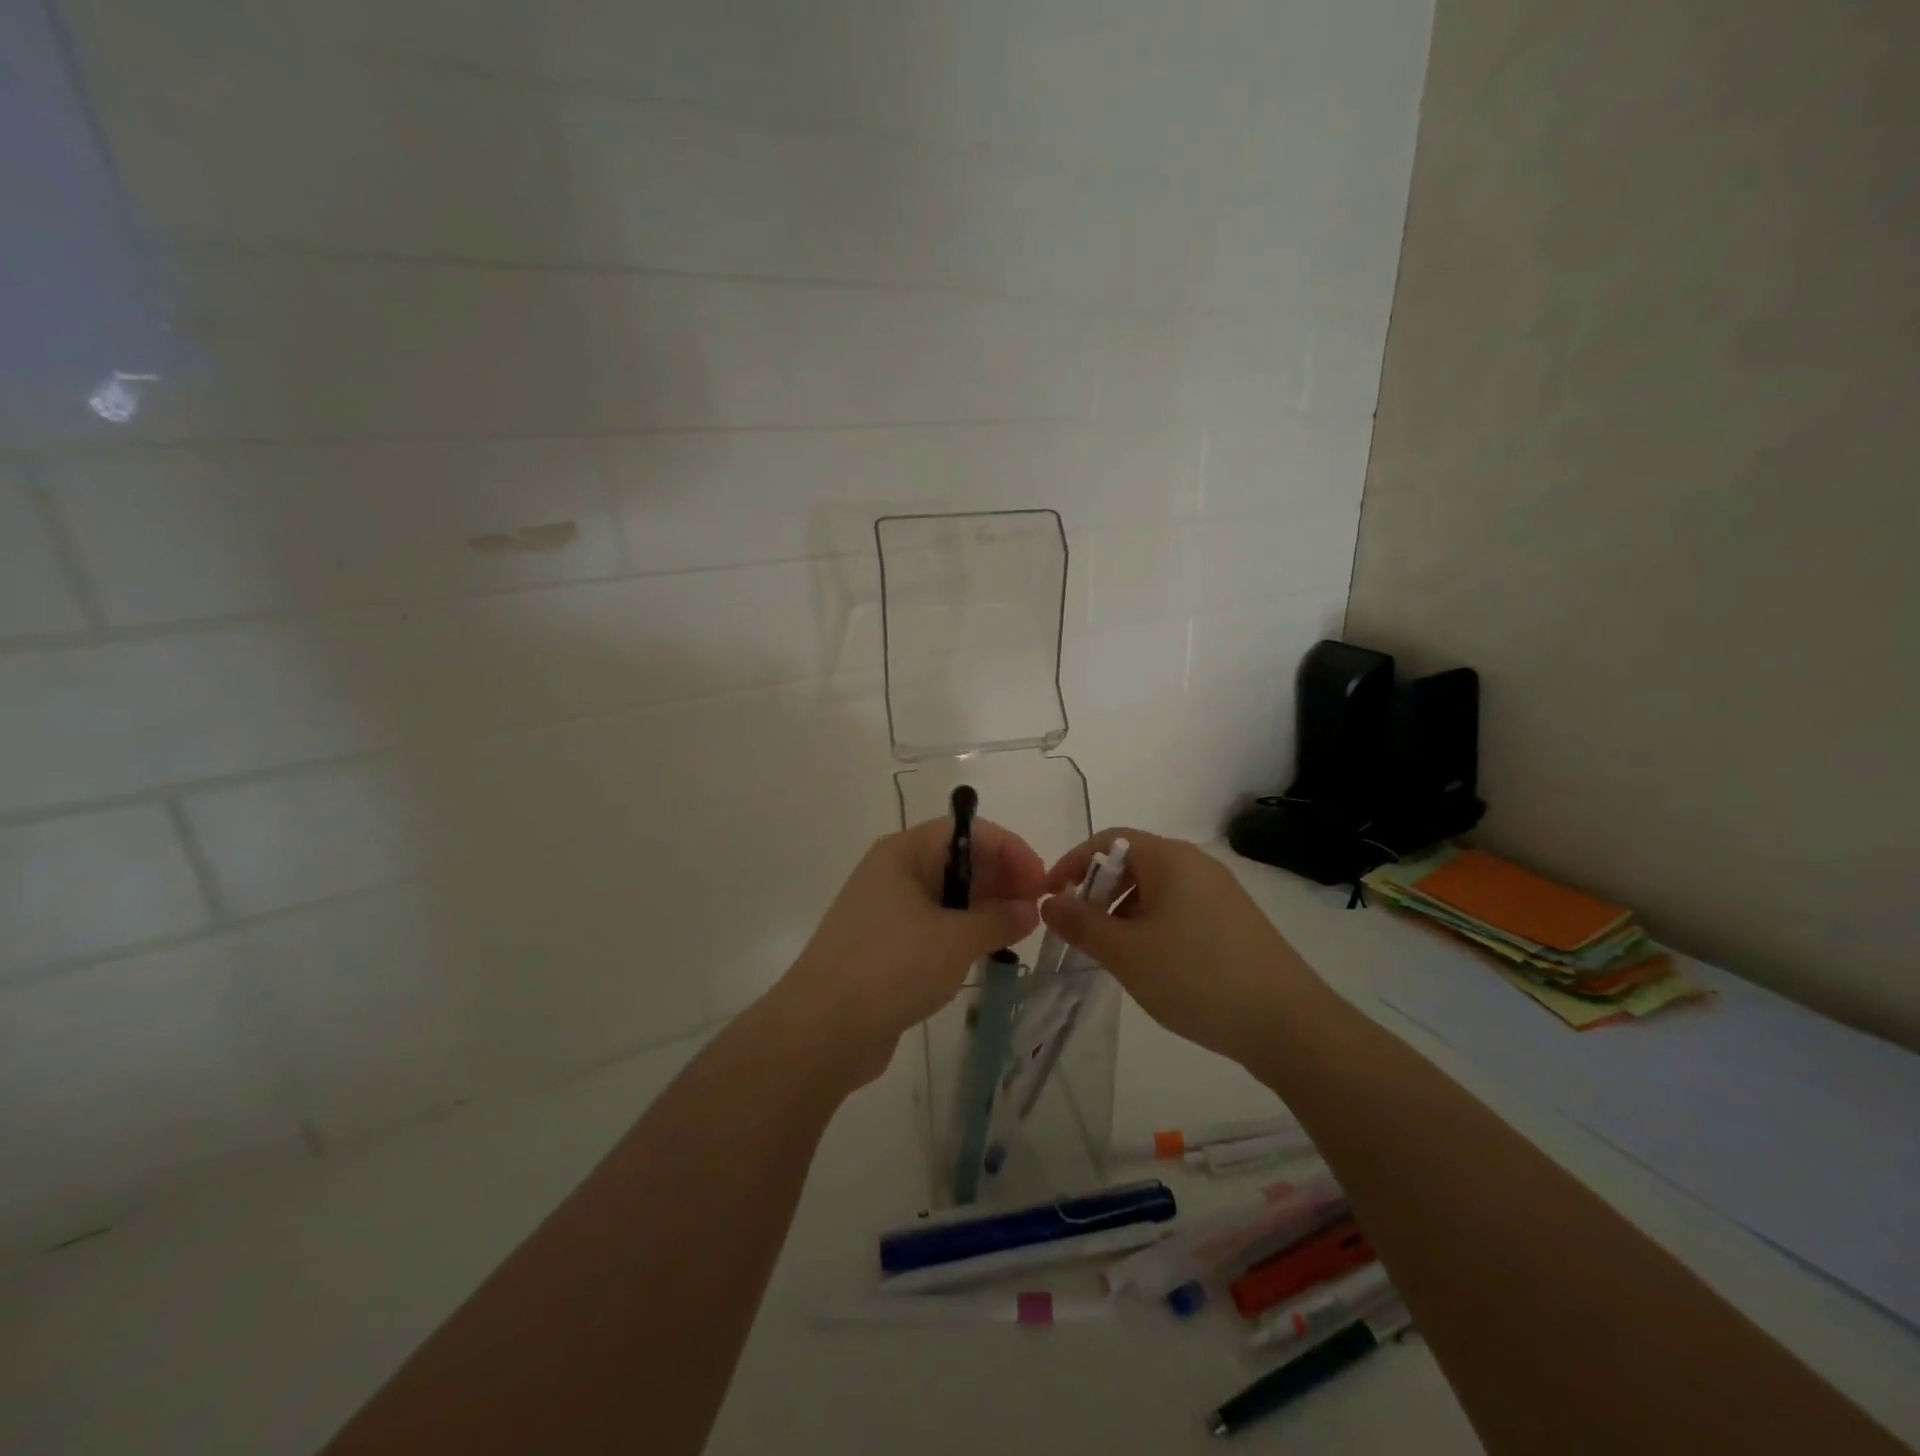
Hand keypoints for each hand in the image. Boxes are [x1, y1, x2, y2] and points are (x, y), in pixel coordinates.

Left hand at [777, 816, 1046, 1087]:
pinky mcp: (884, 944)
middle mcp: (893, 871)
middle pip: (957, 860)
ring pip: (946, 895)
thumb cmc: (891, 967)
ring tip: (1018, 932)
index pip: (967, 832)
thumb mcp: (955, 940)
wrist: (821, 1030)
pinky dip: (962, 931)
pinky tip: (985, 952)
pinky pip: (933, 924)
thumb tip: (1029, 909)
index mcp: (904, 853)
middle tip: (1034, 911)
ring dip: (984, 907)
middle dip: (1000, 878)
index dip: (1010, 850)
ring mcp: (885, 909)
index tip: (1041, 883)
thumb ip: (999, 919)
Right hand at [1039, 829, 1316, 1063]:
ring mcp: (1220, 893)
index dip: (1071, 863)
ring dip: (1123, 913)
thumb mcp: (1126, 953)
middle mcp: (1196, 864)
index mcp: (1170, 858)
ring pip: (1155, 890)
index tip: (1048, 897)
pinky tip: (1151, 965)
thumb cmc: (1196, 976)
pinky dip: (1152, 926)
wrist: (1289, 1024)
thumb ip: (1081, 924)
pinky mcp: (1234, 921)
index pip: (1107, 840)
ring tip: (1112, 954)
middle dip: (1097, 892)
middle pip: (1132, 862)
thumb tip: (1050, 903)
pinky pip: (1179, 910)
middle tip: (1079, 930)